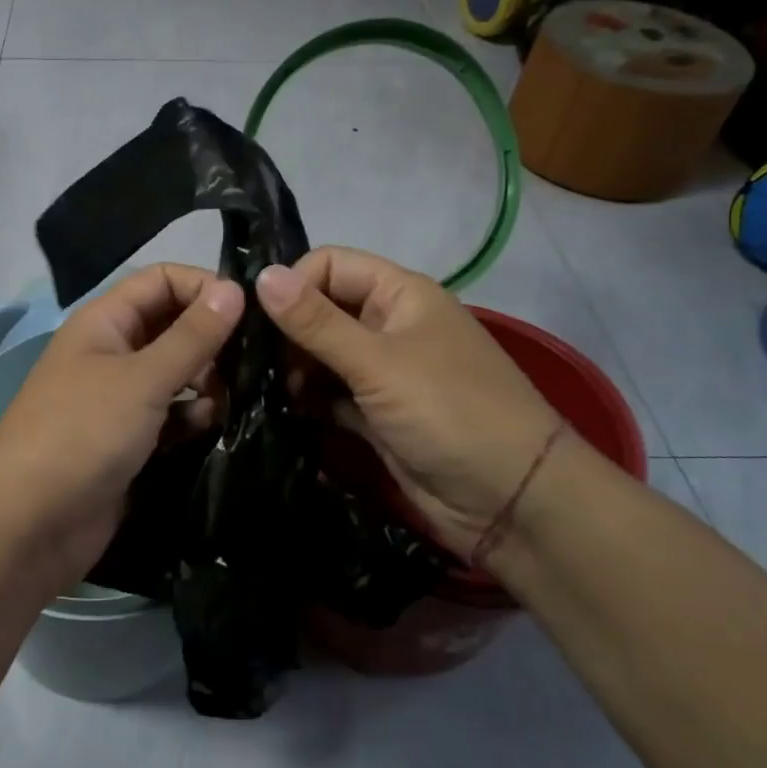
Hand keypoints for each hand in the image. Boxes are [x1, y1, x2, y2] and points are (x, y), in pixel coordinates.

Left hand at [0, 264, 243, 584]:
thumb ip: (193, 336)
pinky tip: (213, 428)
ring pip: (176, 374)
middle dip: (212, 340)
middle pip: (172, 327)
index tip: (250, 312)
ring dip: (207, 382)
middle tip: (252, 362)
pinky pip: (170, 416)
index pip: (161, 281)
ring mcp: (119, 399)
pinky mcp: (129, 441)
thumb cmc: (83, 433)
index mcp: (105, 322)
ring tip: (234, 399)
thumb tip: (235, 288)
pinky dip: (192, 418)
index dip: (203, 287)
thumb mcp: (143, 378)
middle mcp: (112, 352)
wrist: (29, 523)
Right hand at [254, 247, 562, 559]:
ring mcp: (382, 372)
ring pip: (321, 355)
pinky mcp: (375, 414)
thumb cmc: (449, 413)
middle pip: (321, 310)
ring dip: (293, 371)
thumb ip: (316, 322)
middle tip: (253, 366)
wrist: (512, 502)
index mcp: (399, 294)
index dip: (294, 286)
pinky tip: (282, 414)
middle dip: (286, 334)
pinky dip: (308, 402)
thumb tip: (261, 274)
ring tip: (263, 393)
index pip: (329, 266)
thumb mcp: (378, 362)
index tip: (259, 323)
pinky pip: (331, 395)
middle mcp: (388, 325)